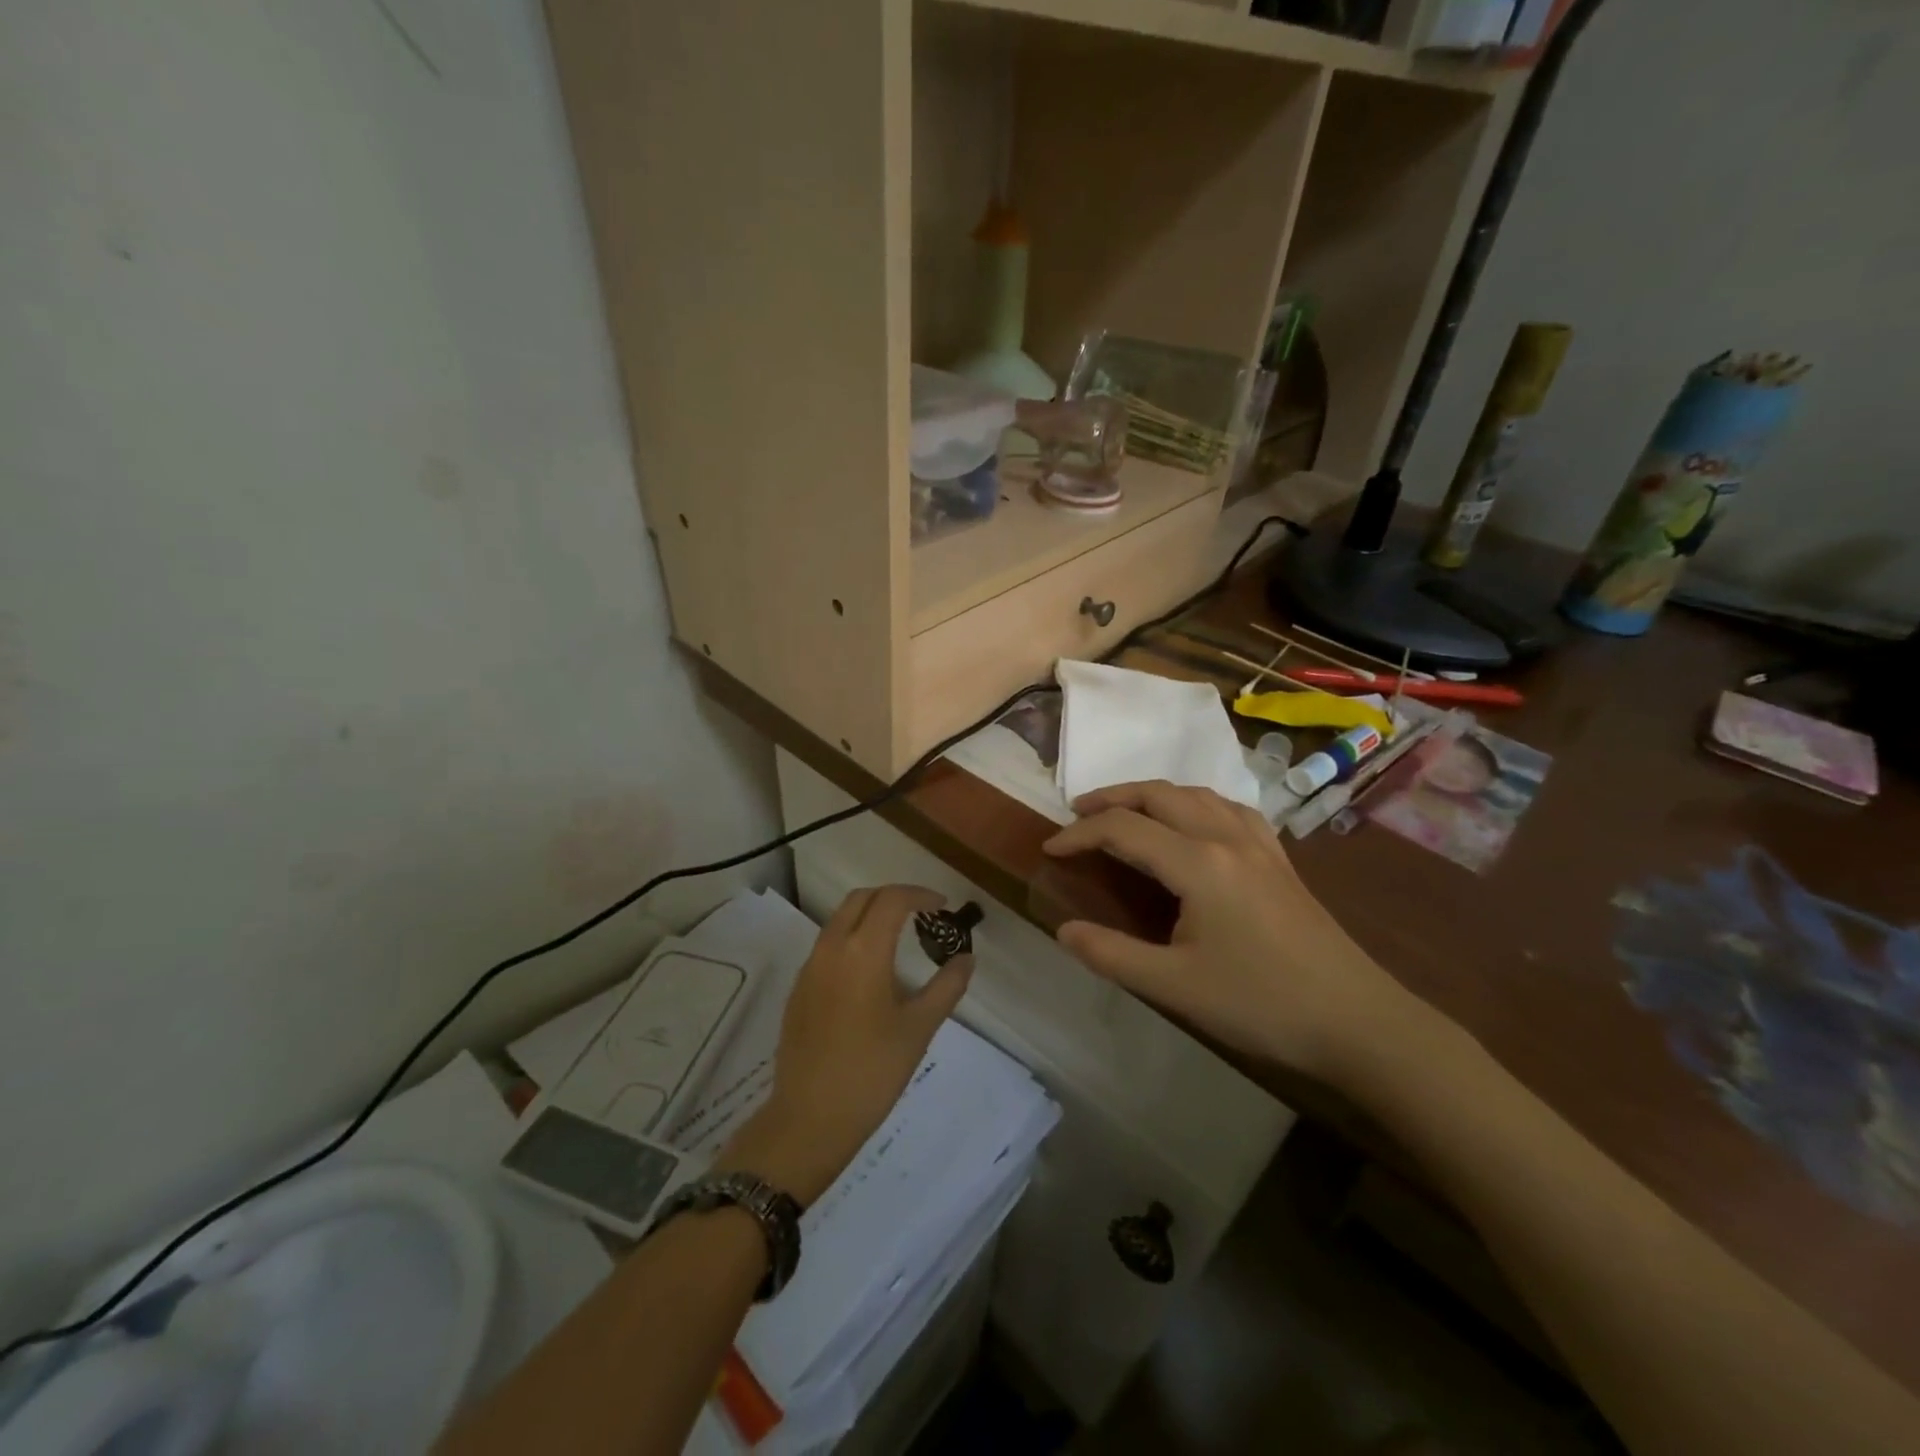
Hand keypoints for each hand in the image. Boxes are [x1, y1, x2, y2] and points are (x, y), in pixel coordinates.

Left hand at [718, 886, 970, 1204]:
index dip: (920, 894)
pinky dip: (852, 938)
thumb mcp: (919, 1028)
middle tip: (922, 914)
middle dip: (893, 897)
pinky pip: (828, 945)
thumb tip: (966, 958)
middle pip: (861, 899)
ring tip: (900, 939)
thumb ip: (947, 986)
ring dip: (870, 916)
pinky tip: (870, 972)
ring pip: (840, 919)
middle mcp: (831, 947)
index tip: (942, 906)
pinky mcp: (799, 988)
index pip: (892, 899)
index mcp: (863, 951)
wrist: (809, 1118)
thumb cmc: (872, 1071)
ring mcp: (810, 967)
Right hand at [1042, 781, 1419, 1083]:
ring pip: (1196, 794)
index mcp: (1199, 863)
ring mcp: (1259, 844)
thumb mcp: (1175, 987)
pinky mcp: (1279, 859)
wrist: (1356, 1021)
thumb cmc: (1260, 1004)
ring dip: (1153, 795)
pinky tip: (1194, 823)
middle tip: (1078, 815)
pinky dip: (1196, 803)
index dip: (1080, 835)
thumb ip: (1112, 954)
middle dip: (1113, 798)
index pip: (1124, 829)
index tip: (1049, 850)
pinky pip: (1229, 808)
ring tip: (1126, 812)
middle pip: (1159, 795)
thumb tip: (1063, 930)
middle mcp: (1226, 837)